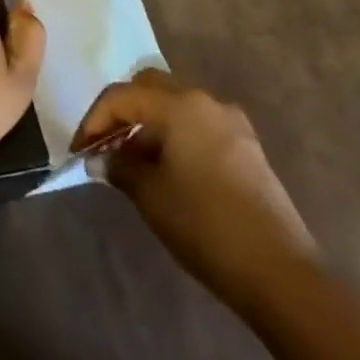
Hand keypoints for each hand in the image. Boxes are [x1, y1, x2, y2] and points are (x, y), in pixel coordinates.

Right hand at [73, 69, 316, 314]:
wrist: (279, 272)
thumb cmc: (204, 225)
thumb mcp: (150, 195)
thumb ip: (119, 166)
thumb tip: (104, 157)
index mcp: (179, 105)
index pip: (121, 96)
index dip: (94, 120)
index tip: (80, 151)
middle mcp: (205, 100)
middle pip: (150, 87)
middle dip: (122, 111)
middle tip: (105, 144)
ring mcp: (231, 121)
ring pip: (176, 104)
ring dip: (149, 123)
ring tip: (133, 161)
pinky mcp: (247, 146)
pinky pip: (198, 124)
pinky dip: (174, 134)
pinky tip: (167, 170)